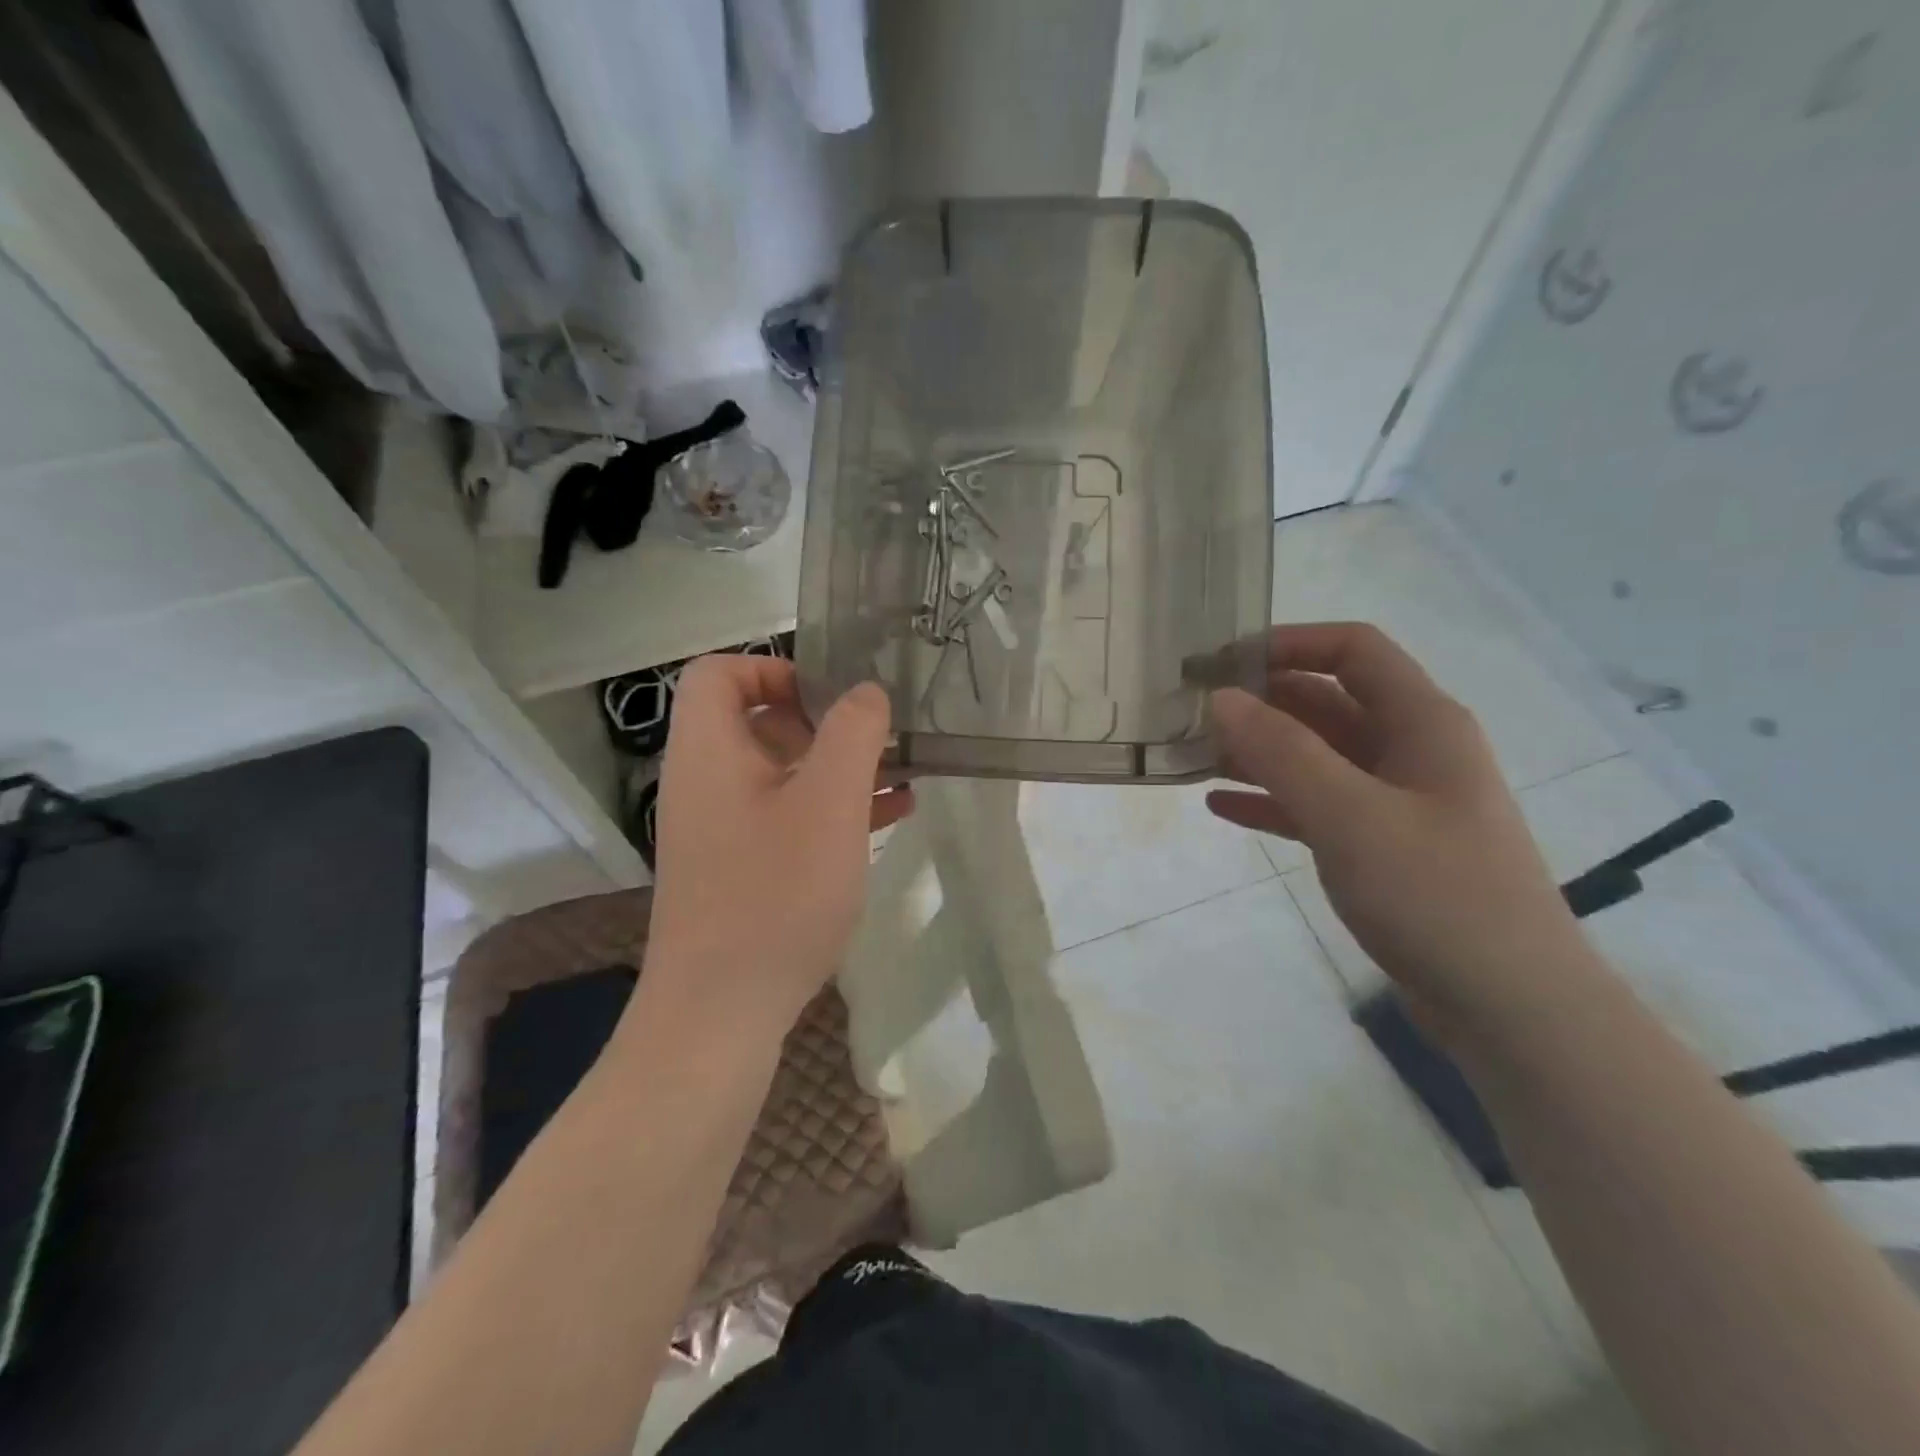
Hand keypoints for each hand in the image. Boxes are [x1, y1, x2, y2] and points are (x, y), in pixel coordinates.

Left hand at [640, 655, 910, 1036]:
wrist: (720, 1014)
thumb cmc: (774, 894)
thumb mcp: (828, 803)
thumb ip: (853, 734)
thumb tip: (865, 693)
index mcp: (709, 752)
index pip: (718, 673)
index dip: (772, 667)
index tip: (830, 696)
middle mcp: (705, 783)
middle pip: (756, 721)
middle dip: (823, 721)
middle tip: (877, 738)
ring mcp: (721, 830)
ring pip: (781, 773)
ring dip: (839, 767)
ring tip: (902, 774)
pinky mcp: (740, 869)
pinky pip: (786, 817)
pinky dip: (832, 809)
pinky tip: (889, 818)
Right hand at [1206, 623, 1590, 1035]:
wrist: (1510, 1007)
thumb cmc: (1436, 894)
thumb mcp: (1350, 815)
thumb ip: (1282, 752)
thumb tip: (1222, 698)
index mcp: (1421, 722)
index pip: (1352, 651)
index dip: (1288, 644)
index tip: (1221, 661)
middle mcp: (1410, 750)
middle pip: (1327, 702)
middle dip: (1261, 703)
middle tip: (1191, 714)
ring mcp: (1396, 801)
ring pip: (1316, 756)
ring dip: (1258, 753)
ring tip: (1193, 758)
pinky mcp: (1381, 847)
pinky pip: (1315, 806)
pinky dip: (1271, 801)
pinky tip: (1221, 808)